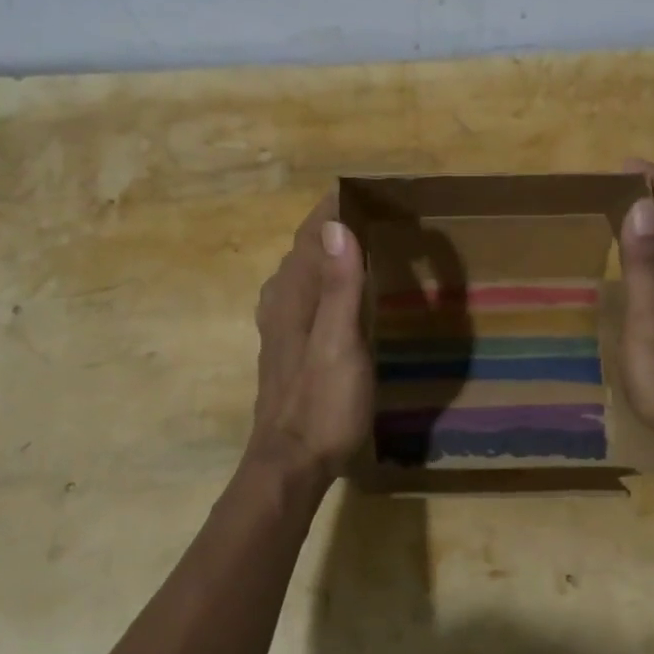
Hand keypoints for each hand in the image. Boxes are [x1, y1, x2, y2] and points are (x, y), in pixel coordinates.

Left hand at [248, 193, 371, 484]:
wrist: (290, 464)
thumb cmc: (322, 404)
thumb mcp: (339, 344)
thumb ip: (338, 286)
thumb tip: (336, 226)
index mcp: (293, 295)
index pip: (310, 235)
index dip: (332, 209)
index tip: (361, 188)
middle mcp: (281, 302)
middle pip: (304, 250)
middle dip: (331, 225)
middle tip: (372, 211)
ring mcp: (281, 327)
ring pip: (301, 273)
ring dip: (326, 251)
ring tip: (359, 241)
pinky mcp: (288, 348)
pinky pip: (304, 295)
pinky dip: (323, 278)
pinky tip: (337, 292)